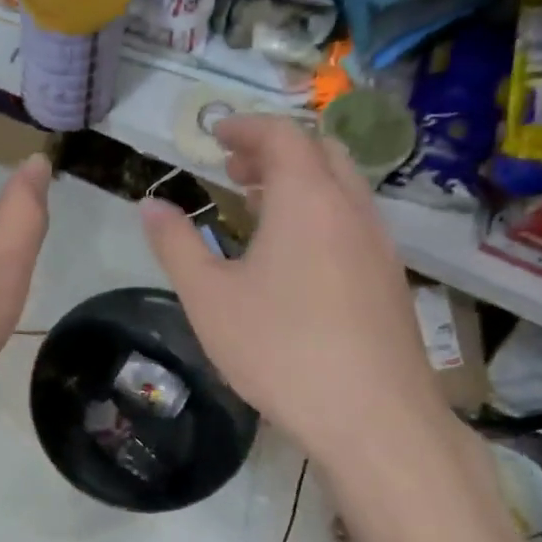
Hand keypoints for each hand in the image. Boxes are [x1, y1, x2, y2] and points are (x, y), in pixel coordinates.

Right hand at [140, 115, 448, 468]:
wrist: (372, 415)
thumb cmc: (280, 349)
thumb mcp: (209, 298)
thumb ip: (176, 245)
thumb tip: (151, 205)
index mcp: (306, 200)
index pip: (282, 135)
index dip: (246, 127)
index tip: (215, 133)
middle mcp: (350, 209)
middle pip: (319, 152)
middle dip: (274, 150)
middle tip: (234, 169)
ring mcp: (379, 244)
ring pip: (341, 187)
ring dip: (299, 182)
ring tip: (257, 207)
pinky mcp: (390, 278)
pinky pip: (353, 221)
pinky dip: (320, 213)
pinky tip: (295, 257)